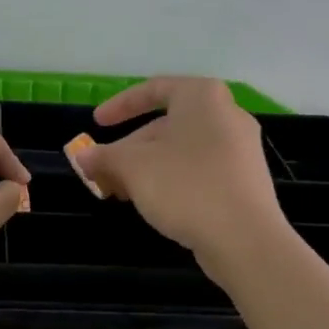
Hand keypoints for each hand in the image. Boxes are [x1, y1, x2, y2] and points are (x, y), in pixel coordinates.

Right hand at [74, 77, 285, 267]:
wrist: (246, 239)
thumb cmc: (185, 186)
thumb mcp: (132, 167)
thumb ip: (103, 157)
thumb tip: (82, 157)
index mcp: (202, 97)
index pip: (154, 89)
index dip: (120, 105)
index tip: (96, 124)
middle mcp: (226, 114)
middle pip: (166, 124)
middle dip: (129, 148)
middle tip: (103, 171)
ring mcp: (240, 149)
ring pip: (181, 150)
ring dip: (146, 167)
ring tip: (121, 192)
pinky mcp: (244, 180)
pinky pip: (199, 169)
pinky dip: (171, 179)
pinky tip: (152, 203)